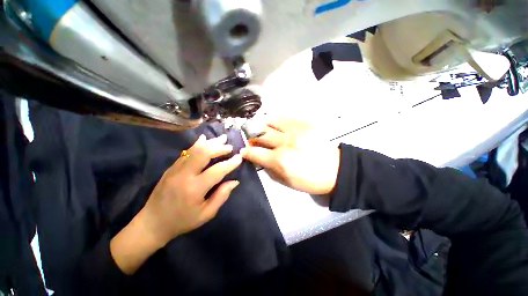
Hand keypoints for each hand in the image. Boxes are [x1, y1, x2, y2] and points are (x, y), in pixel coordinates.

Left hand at [141, 134, 241, 244]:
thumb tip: (235, 181)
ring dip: (210, 143)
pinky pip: (186, 152)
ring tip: (222, 139)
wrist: (152, 223)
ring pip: (195, 149)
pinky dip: (197, 144)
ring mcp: (175, 169)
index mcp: (195, 189)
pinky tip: (204, 139)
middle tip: (230, 147)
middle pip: (203, 153)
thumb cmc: (182, 221)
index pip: (217, 170)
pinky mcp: (171, 167)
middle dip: (219, 148)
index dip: (230, 163)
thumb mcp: (206, 214)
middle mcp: (184, 175)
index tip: (240, 157)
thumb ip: (221, 196)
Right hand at [241, 118, 339, 194]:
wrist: (335, 170)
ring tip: (264, 131)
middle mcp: (285, 142)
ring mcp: (295, 131)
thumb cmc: (310, 180)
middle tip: (252, 140)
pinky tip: (277, 127)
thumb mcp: (286, 181)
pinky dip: (276, 122)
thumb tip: (259, 158)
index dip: (246, 151)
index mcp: (280, 160)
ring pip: (271, 122)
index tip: (244, 151)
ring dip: (263, 127)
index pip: (255, 152)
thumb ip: (269, 169)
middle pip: (260, 134)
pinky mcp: (304, 124)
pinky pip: (285, 118)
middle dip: (252, 137)